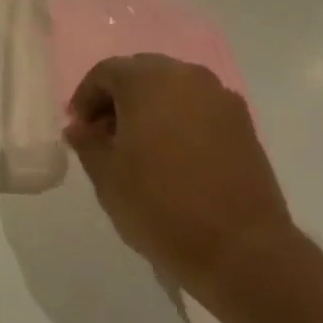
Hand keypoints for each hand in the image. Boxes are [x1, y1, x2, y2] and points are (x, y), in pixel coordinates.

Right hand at [65, 54, 298, 322]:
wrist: (241, 250)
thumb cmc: (161, 207)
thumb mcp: (107, 177)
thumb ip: (87, 143)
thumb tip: (80, 128)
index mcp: (148, 81)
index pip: (106, 72)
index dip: (86, 98)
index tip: (79, 130)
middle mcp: (186, 76)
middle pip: (142, 73)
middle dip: (119, 99)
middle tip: (105, 136)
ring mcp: (220, 98)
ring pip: (173, 88)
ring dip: (150, 108)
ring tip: (139, 148)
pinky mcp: (243, 124)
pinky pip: (199, 108)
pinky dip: (180, 120)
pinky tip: (173, 157)